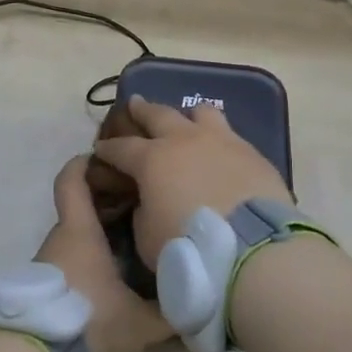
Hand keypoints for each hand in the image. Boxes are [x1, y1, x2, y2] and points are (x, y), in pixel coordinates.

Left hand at [34, 155, 171, 351]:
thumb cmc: (89, 321)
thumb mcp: (139, 322)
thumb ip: (170, 310)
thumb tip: (201, 301)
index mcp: (80, 229)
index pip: (73, 178)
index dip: (86, 162)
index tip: (108, 158)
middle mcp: (61, 238)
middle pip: (81, 206)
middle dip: (108, 201)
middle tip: (142, 204)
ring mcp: (49, 263)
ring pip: (76, 236)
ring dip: (100, 233)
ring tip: (134, 242)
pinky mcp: (45, 289)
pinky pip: (70, 259)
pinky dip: (89, 258)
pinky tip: (113, 278)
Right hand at [91, 96, 291, 270]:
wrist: (251, 248)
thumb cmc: (189, 247)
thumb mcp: (148, 238)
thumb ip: (143, 212)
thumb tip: (149, 201)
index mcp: (153, 159)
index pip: (121, 148)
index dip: (108, 148)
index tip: (100, 148)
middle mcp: (184, 139)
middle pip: (157, 114)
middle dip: (142, 110)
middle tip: (134, 104)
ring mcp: (220, 140)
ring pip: (200, 113)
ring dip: (188, 116)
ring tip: (186, 120)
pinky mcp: (250, 151)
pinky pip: (230, 135)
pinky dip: (219, 139)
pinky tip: (220, 151)